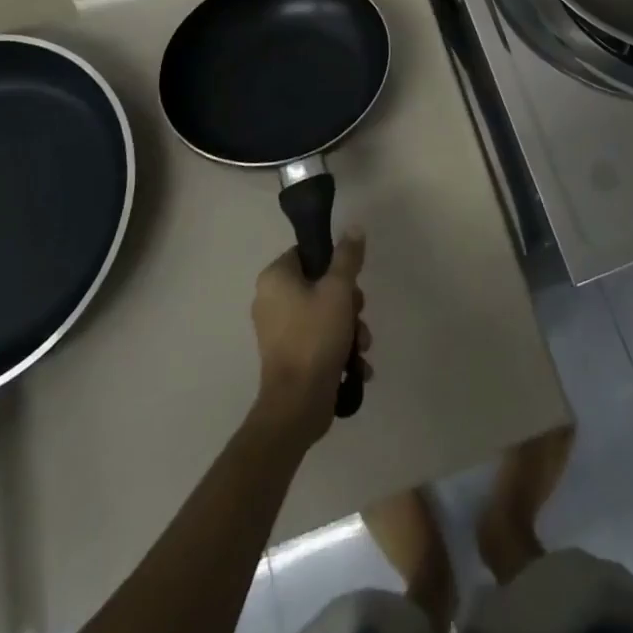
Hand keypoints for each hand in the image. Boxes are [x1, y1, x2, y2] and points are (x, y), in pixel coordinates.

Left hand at [250, 228, 371, 445]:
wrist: (297, 405)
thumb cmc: (315, 336)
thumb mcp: (338, 289)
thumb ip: (347, 256)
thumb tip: (353, 226)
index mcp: (275, 278)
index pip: (309, 254)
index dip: (335, 265)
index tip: (351, 283)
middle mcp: (271, 301)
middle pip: (321, 286)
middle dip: (349, 304)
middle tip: (358, 316)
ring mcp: (278, 332)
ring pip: (325, 314)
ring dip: (350, 328)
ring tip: (361, 347)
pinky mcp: (289, 357)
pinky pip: (318, 340)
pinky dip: (338, 349)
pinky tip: (356, 365)